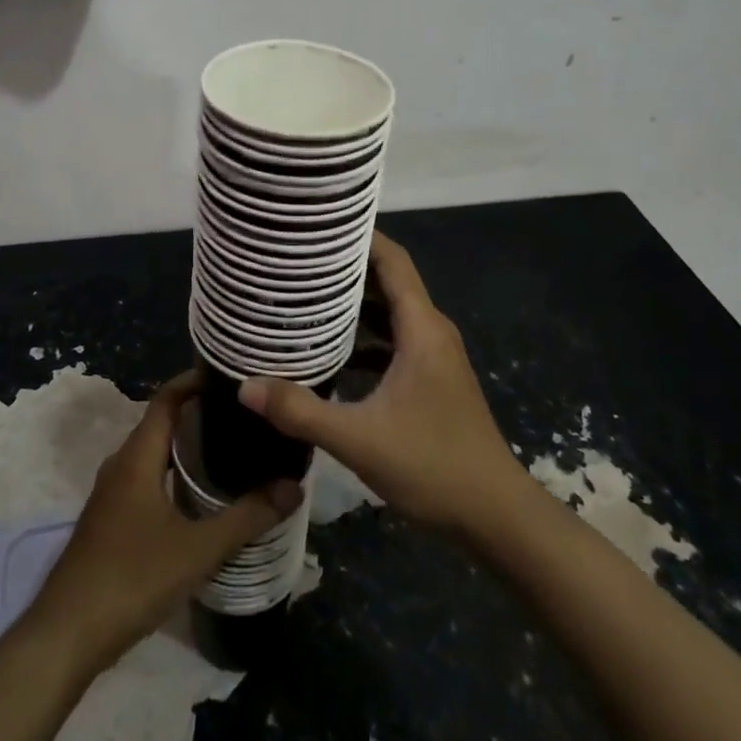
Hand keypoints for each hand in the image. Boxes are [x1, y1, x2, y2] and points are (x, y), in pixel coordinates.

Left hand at [23, 371, 301, 673]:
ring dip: (186, 446)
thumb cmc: (131, 579)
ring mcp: (112, 493)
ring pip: (154, 454)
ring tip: (231, 450)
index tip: (231, 376)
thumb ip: (247, 517)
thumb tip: (294, 485)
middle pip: (162, 422)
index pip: (167, 397)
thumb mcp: (197, 549)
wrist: (65, 636)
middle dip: (200, 413)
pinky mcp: (110, 520)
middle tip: (244, 416)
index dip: (195, 380)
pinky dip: (173, 473)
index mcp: (138, 456)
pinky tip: (199, 497)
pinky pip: (147, 478)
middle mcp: (121, 464)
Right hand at [239, 233, 524, 536]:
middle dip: (345, 266)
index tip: (318, 225)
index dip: (360, 237)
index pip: (392, 260)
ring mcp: (433, 355)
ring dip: (353, 302)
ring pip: (389, 312)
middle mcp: (430, 331)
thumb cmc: (433, 465)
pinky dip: (363, 335)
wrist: (495, 515)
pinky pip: (393, 340)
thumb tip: (245, 386)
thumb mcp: (360, 439)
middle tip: (297, 258)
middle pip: (387, 281)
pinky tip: (329, 348)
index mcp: (422, 328)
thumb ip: (301, 411)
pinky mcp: (430, 378)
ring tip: (304, 294)